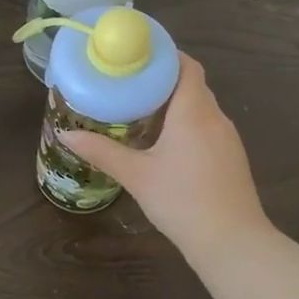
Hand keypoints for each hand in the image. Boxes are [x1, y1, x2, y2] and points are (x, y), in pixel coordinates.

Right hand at [60, 53, 271, 254]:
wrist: (232, 242)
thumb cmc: (182, 200)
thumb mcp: (136, 175)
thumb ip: (101, 152)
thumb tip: (65, 135)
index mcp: (193, 110)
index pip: (187, 65)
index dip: (166, 56)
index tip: (139, 56)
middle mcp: (215, 117)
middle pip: (192, 85)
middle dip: (164, 80)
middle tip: (130, 83)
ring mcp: (228, 138)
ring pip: (202, 108)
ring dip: (177, 104)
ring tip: (143, 110)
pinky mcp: (233, 158)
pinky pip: (209, 128)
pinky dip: (189, 125)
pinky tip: (167, 144)